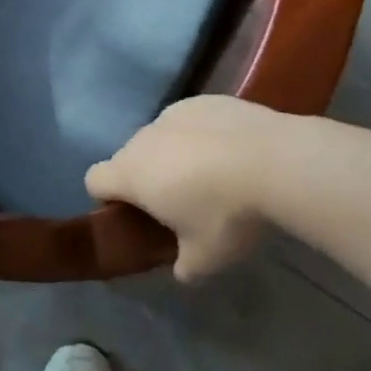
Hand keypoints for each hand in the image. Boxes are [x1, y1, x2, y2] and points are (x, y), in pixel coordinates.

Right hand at [85, 95, 275, 281]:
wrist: (275, 160)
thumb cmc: (227, 213)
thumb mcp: (206, 257)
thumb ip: (184, 265)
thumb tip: (181, 269)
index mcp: (131, 174)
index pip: (94, 180)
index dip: (108, 198)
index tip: (136, 215)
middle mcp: (143, 138)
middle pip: (129, 158)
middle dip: (147, 178)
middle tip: (183, 203)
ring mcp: (173, 113)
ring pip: (161, 137)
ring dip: (174, 154)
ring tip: (215, 175)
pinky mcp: (205, 100)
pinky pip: (191, 121)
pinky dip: (202, 135)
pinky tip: (235, 151)